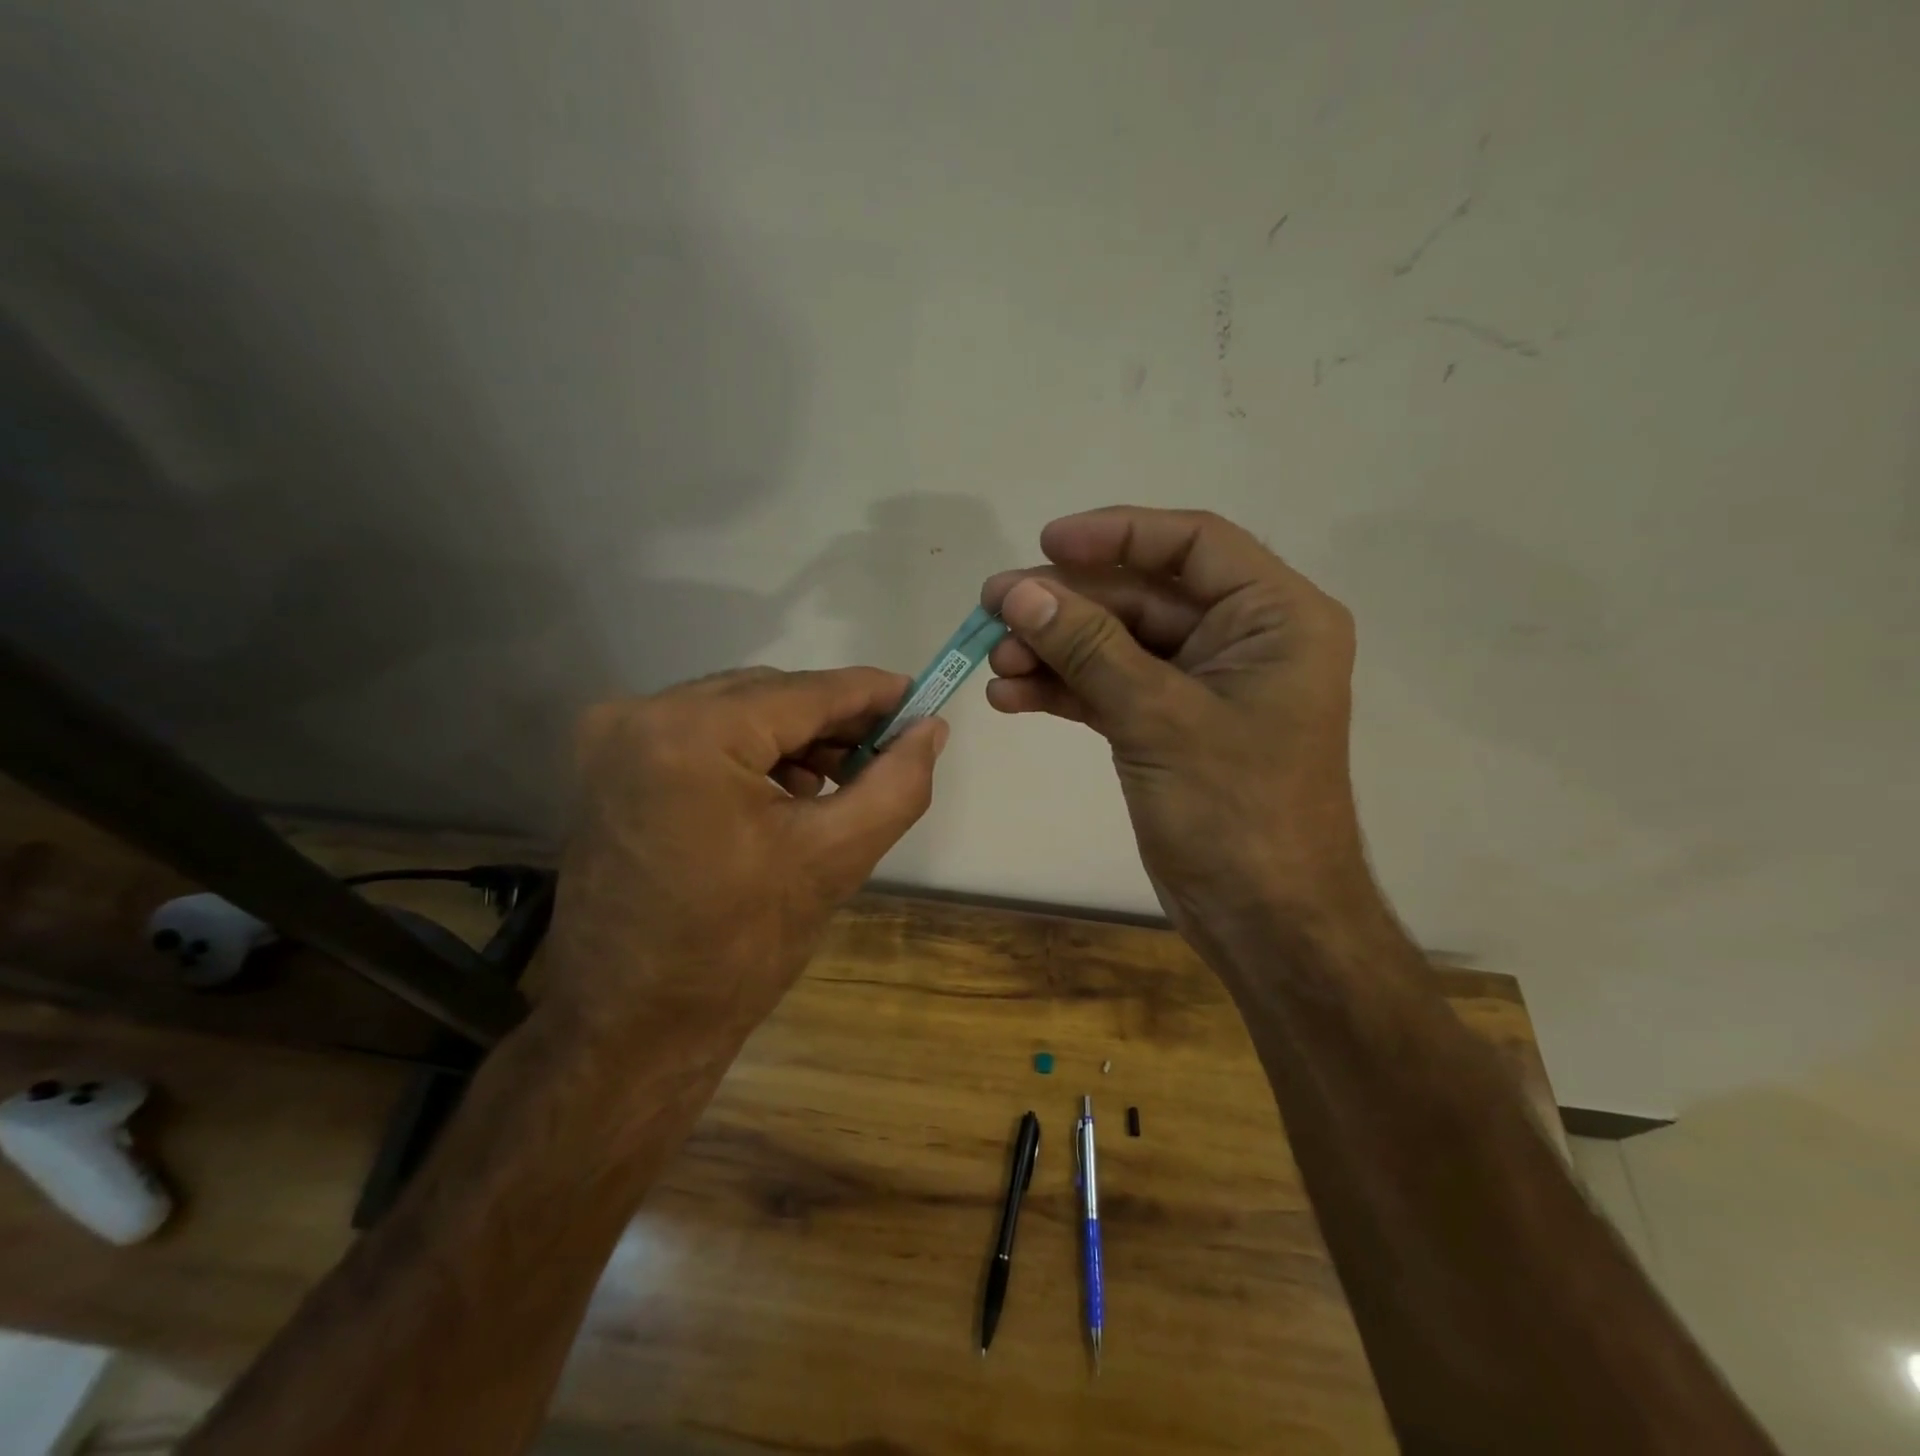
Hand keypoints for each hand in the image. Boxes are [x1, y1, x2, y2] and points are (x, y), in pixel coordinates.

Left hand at [541, 668, 946, 1054]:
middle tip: (888, 749)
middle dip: (833, 719)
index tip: (920, 698)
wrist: (630, 1026)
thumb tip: (931, 729)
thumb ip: (896, 783)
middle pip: (767, 694)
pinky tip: (784, 790)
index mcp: (692, 734)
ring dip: (793, 735)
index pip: (805, 692)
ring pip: (734, 710)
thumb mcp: (834, 859)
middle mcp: (640, 714)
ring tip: (839, 779)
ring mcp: (612, 737)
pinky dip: (750, 751)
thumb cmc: (737, 949)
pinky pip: (699, 732)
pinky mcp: (605, 764)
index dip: (871, 691)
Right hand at [981, 507, 1369, 943]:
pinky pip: (1110, 689)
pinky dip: (1064, 689)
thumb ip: (1088, 647)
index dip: (1117, 534)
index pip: (1193, 544)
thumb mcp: (1159, 718)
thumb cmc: (1236, 812)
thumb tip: (1018, 591)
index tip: (1046, 543)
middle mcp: (1241, 641)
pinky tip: (1011, 696)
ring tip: (995, 661)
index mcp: (1274, 617)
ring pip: (1116, 645)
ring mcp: (1200, 687)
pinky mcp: (1167, 727)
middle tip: (993, 608)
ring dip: (1055, 649)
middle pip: (1142, 596)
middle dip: (1066, 605)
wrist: (1265, 921)